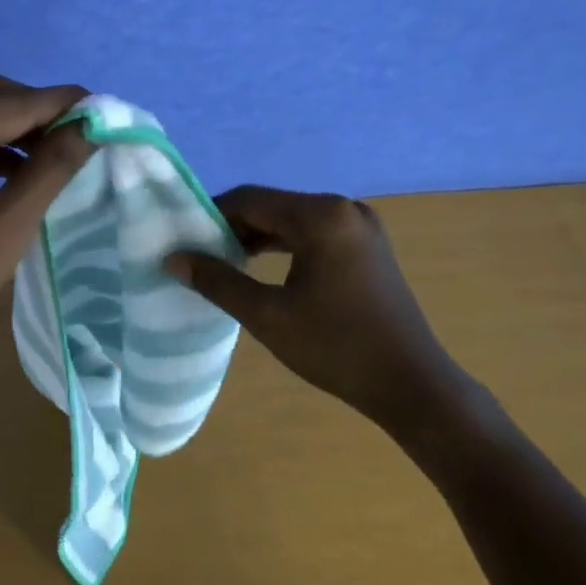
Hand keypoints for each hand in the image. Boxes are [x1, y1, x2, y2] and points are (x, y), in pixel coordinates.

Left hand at [0, 76, 96, 369]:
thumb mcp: (8, 225)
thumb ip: (52, 167)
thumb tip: (90, 126)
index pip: (12, 102)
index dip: (62, 104)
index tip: (105, 110)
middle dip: (37, 114)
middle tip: (82, 136)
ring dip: (12, 130)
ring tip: (55, 155)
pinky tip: (16, 170)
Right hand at [165, 186, 479, 441]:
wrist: (411, 385)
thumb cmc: (336, 347)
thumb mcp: (267, 315)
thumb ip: (217, 281)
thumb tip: (174, 258)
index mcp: (321, 216)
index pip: (250, 199)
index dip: (211, 216)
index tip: (184, 241)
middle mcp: (344, 208)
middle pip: (272, 206)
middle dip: (233, 228)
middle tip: (201, 257)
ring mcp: (360, 226)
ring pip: (292, 220)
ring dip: (257, 237)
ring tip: (225, 264)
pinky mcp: (368, 246)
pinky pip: (313, 233)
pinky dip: (284, 246)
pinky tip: (263, 269)